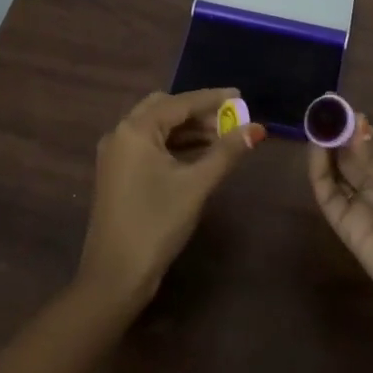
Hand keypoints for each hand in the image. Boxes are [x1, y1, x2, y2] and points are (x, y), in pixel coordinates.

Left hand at [77, 88, 264, 309]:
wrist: (115, 276)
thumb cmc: (156, 223)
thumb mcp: (196, 185)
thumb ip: (226, 152)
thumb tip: (257, 129)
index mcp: (135, 130)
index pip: (180, 102)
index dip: (212, 99)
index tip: (240, 96)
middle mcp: (121, 133)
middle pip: (164, 109)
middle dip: (198, 112)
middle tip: (229, 119)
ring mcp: (116, 154)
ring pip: (156, 128)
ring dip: (187, 129)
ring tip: (222, 138)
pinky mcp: (117, 173)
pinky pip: (149, 145)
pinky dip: (174, 144)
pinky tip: (199, 155)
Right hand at [309, 114, 372, 340]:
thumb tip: (350, 127)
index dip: (356, 124)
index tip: (337, 105)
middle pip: (351, 154)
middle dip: (337, 132)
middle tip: (320, 109)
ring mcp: (363, 206)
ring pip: (337, 172)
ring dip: (325, 149)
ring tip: (315, 124)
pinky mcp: (348, 228)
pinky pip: (329, 197)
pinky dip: (319, 173)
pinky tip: (316, 151)